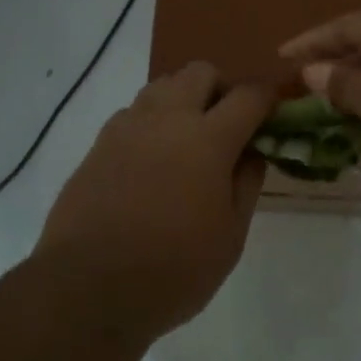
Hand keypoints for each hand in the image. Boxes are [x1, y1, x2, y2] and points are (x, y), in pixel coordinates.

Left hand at [36, 62, 273, 335]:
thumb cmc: (172, 270)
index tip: (274, 113)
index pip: (248, 95)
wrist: (86, 288)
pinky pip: (134, 112)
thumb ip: (246, 184)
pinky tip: (153, 159)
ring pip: (163, 85)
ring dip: (184, 99)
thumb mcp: (230, 237)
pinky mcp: (99, 143)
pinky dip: (153, 121)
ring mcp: (127, 127)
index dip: (267, 98)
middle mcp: (167, 119)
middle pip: (200, 72)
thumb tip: (252, 152)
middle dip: (222, 88)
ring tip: (188, 140)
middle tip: (228, 125)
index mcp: (208, 139)